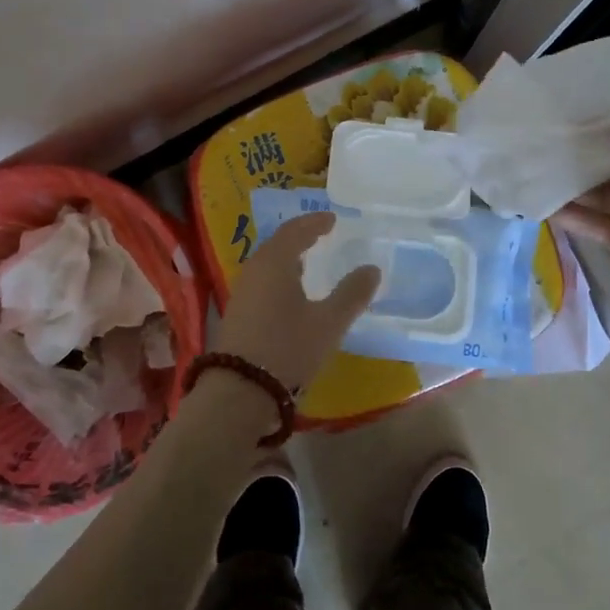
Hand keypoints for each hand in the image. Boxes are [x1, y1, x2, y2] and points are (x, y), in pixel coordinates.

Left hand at [213, 213, 380, 393]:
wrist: (240, 390)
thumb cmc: (288, 348)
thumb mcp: (328, 323)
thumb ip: (352, 294)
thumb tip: (372, 268)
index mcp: (275, 262)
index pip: (295, 230)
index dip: (315, 222)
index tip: (332, 219)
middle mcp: (254, 270)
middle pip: (278, 244)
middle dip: (300, 237)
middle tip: (321, 234)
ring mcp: (242, 292)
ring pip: (268, 263)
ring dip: (288, 257)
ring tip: (308, 260)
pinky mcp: (238, 313)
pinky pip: (262, 280)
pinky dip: (280, 275)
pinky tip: (291, 292)